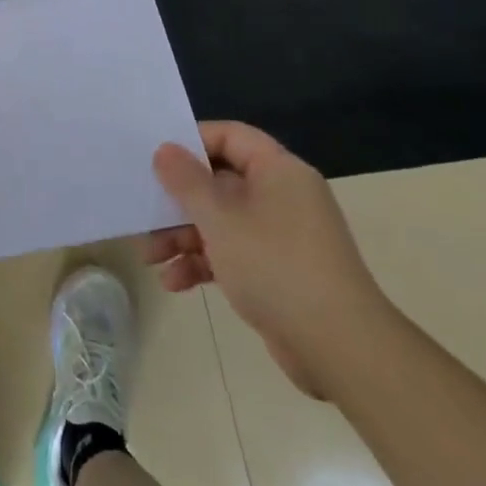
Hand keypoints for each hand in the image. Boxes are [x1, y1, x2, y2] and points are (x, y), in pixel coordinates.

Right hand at [146, 121, 388, 398]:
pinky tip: (174, 282)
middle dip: (178, 201)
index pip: (230, 136)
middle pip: (219, 182)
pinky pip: (233, 254)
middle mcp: (283, 196)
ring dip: (183, 236)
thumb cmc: (275, 266)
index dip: (191, 141)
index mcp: (278, 171)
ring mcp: (282, 236)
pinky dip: (204, 263)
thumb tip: (165, 149)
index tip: (156, 156)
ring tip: (150, 257)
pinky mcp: (279, 272)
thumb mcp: (219, 218)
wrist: (341, 349)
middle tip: (144, 211)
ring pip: (221, 221)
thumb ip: (186, 181)